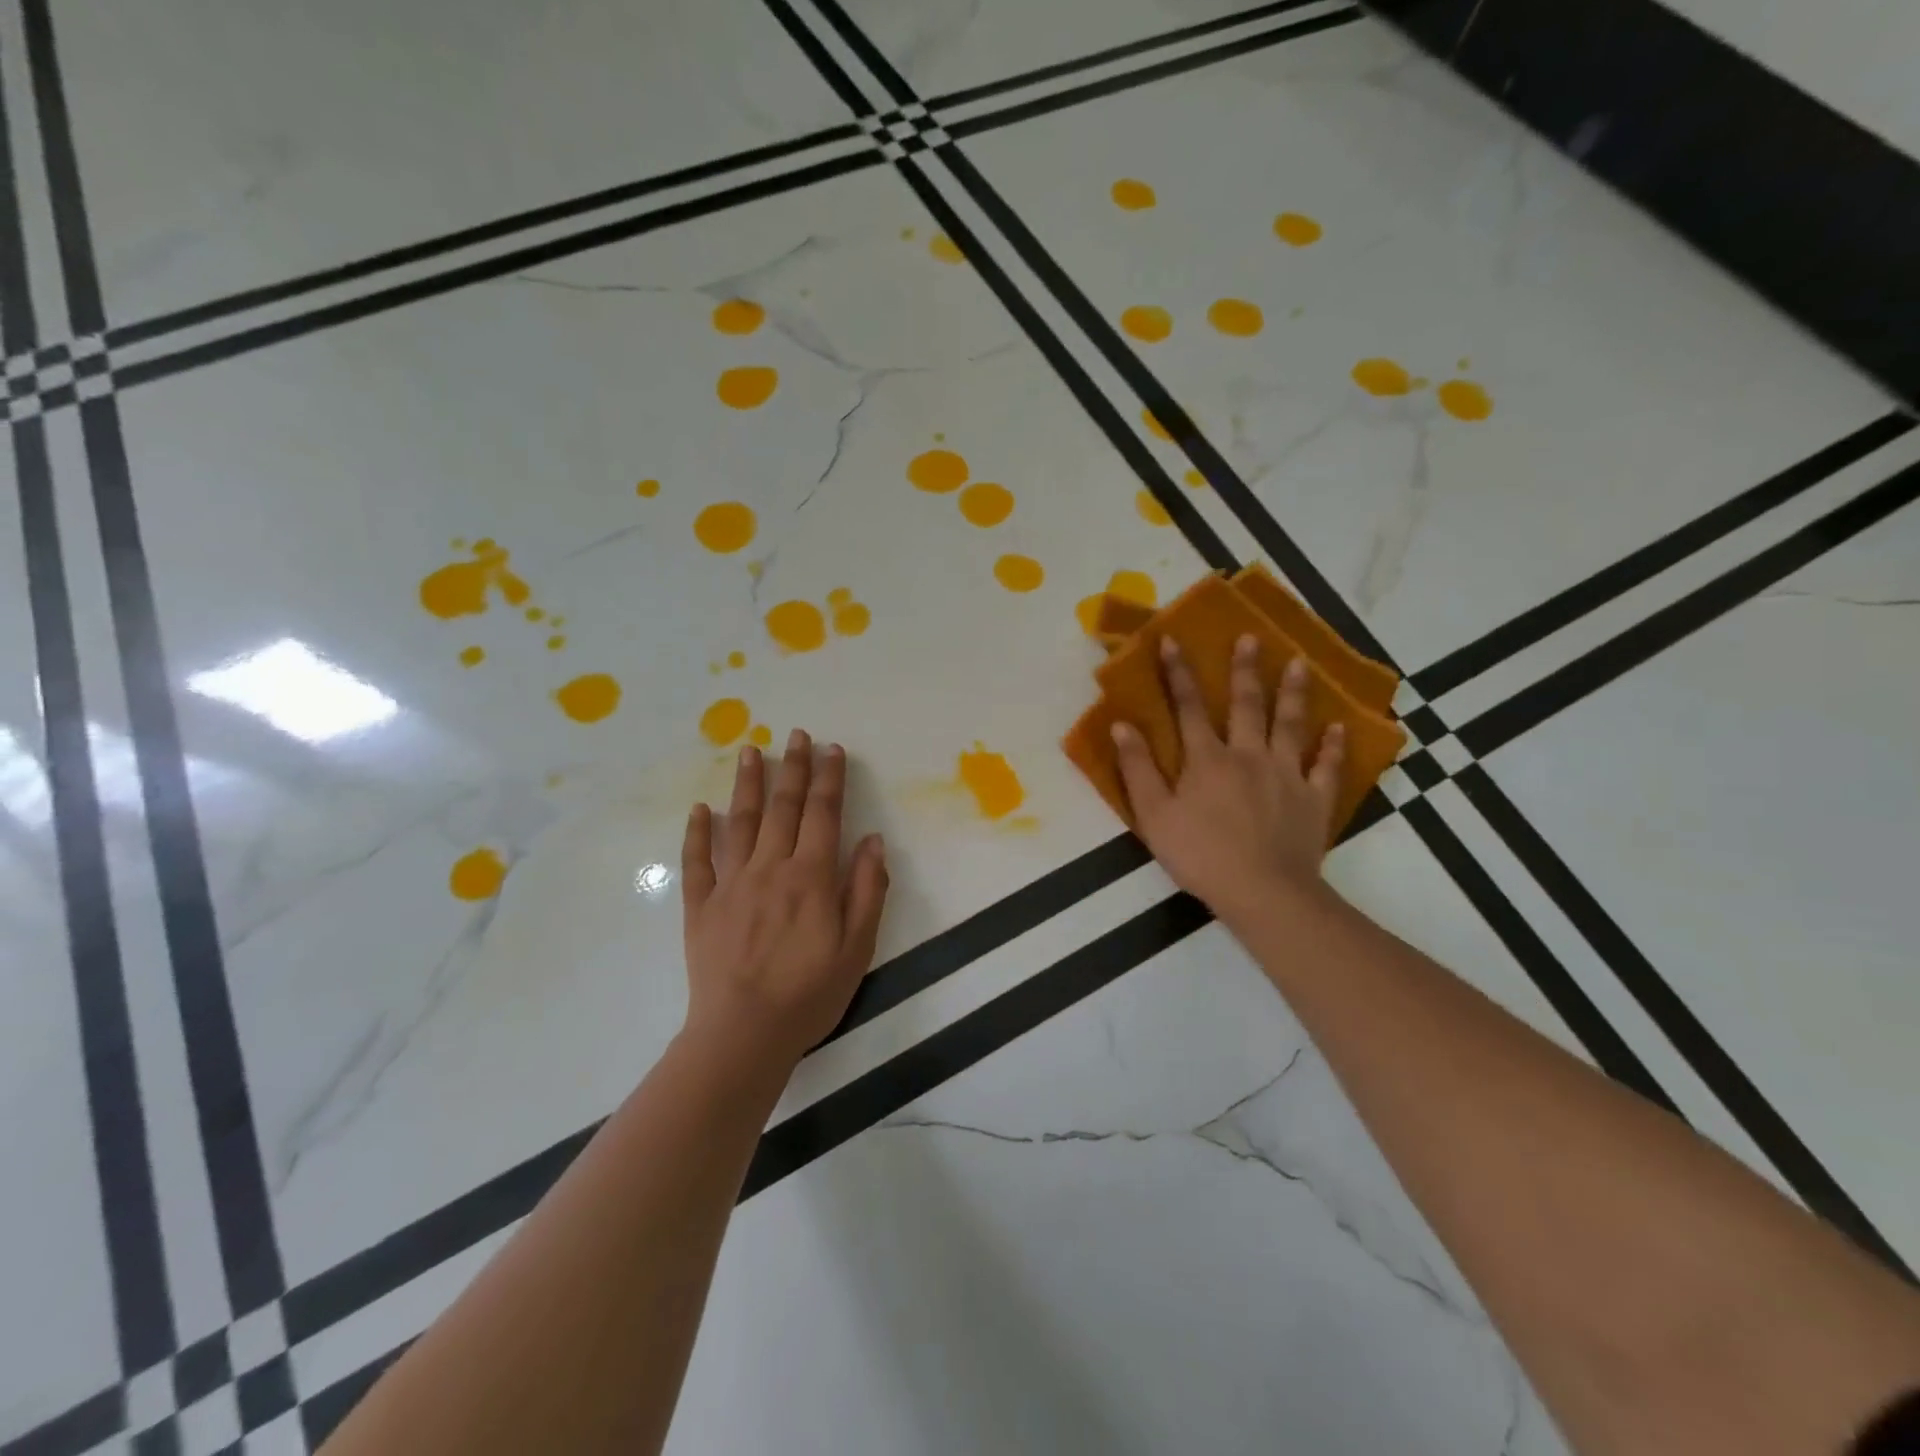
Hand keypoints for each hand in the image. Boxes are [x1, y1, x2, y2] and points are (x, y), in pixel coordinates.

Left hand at [680, 730, 888, 1069]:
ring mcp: (731, 884)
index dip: (830, 779)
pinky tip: (700, 809)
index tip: (832, 749)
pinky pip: (697, 861)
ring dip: (746, 784)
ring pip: (740, 822)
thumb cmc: (809, 994)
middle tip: (795, 734)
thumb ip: (866, 890)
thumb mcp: (857, 948)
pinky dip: (698, 832)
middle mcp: (770, 868)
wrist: (743, 1035)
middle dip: (792, 767)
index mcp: (811, 877)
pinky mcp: (700, 905)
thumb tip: (872, 841)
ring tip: (749, 750)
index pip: (824, 814)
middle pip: (783, 808)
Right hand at [1112, 635, 1342, 926]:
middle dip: (1245, 669)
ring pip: (1290, 725)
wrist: (1263, 891)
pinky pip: (1327, 766)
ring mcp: (1287, 775)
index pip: (1188, 707)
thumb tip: (1121, 725)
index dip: (1178, 673)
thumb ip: (1137, 769)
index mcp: (1207, 759)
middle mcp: (1248, 755)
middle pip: (1246, 705)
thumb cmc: (1200, 854)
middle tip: (1251, 638)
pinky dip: (1333, 746)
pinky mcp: (1314, 799)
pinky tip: (1338, 727)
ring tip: (1300, 664)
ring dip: (1293, 693)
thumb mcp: (1153, 815)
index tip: (1172, 640)